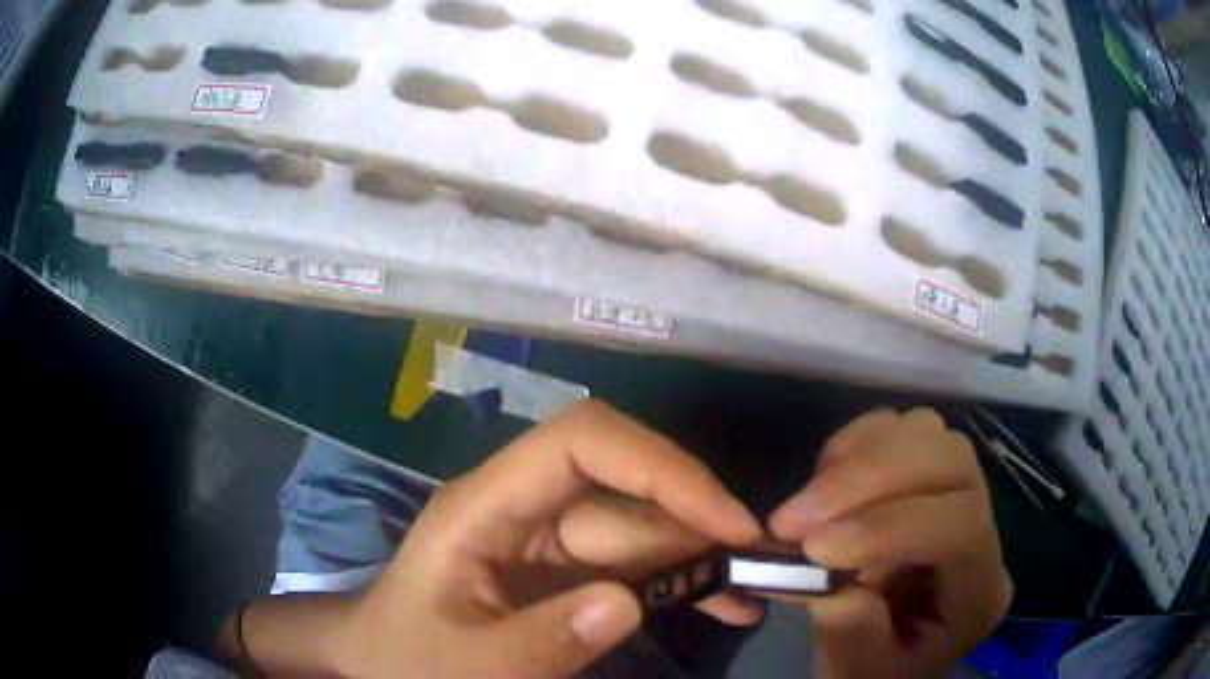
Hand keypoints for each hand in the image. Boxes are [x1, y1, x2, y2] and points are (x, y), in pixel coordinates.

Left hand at [330, 400, 762, 677]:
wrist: (380, 664)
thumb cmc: (405, 659)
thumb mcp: (467, 665)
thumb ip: (543, 639)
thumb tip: (629, 602)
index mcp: (484, 508)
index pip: (581, 443)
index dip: (659, 465)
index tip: (724, 519)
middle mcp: (523, 510)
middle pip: (625, 487)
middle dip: (698, 516)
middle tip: (762, 563)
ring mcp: (548, 542)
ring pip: (640, 526)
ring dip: (701, 554)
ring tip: (756, 591)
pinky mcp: (565, 573)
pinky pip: (634, 566)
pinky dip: (682, 583)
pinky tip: (723, 606)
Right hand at [769, 409, 1011, 678]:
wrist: (882, 656)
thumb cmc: (874, 670)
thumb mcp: (856, 669)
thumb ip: (849, 625)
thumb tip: (820, 564)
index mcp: (980, 592)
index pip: (959, 528)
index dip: (888, 526)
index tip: (812, 547)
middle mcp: (985, 530)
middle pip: (950, 462)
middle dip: (867, 480)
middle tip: (792, 518)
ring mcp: (959, 490)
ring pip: (927, 433)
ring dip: (858, 458)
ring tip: (806, 502)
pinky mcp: (929, 472)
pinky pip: (900, 426)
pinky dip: (856, 442)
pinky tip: (825, 480)